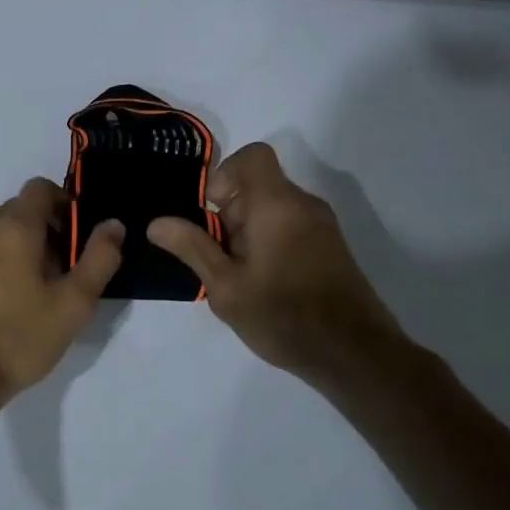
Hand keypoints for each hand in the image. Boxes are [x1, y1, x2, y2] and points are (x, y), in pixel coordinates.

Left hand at [0, 178, 124, 400]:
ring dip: (7, 247)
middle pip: (11, 210)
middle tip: (55, 267)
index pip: (38, 188)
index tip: (72, 235)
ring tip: (23, 288)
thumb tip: (113, 224)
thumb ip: (99, 259)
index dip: (61, 202)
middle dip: (37, 227)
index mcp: (14, 230)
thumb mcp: (74, 304)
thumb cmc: (20, 338)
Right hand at [146, 143, 404, 381]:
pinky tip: (262, 285)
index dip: (223, 175)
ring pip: (272, 209)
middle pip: (258, 186)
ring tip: (238, 278)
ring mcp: (322, 226)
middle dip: (228, 215)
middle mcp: (304, 204)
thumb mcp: (226, 287)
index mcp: (277, 205)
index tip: (209, 214)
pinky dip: (268, 243)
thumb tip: (157, 222)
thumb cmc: (282, 316)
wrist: (353, 353)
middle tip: (218, 260)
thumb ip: (192, 248)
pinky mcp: (330, 247)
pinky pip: (290, 227)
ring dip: (246, 233)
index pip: (252, 156)